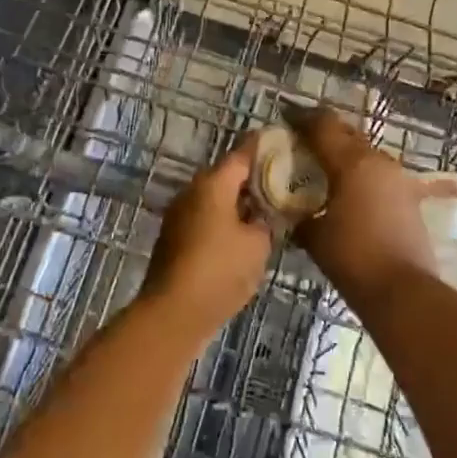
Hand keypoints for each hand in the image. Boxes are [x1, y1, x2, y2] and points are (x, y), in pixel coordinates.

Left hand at [140, 135, 271, 335]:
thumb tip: (261, 216)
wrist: (173, 313)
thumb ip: (265, 222)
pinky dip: (224, 220)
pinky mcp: (174, 237)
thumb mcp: (258, 245)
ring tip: (267, 212)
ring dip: (238, 202)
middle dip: (253, 178)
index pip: (243, 153)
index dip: (264, 148)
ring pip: (215, 198)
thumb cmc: (220, 271)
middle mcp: (193, 190)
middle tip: (282, 184)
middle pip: (227, 175)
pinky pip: (205, 217)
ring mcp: (179, 214)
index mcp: (213, 183)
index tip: (284, 144)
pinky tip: (242, 237)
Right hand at [283, 106, 437, 307]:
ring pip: (365, 153)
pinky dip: (361, 175)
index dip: (302, 119)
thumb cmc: (353, 259)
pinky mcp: (409, 197)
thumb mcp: (315, 236)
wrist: (405, 291)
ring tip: (324, 169)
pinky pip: (378, 174)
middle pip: (346, 133)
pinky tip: (350, 191)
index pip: (323, 125)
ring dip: (344, 154)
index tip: (286, 118)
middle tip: (302, 144)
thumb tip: (294, 211)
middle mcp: (377, 160)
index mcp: (351, 162)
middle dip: (324, 135)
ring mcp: (398, 178)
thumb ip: (301, 215)